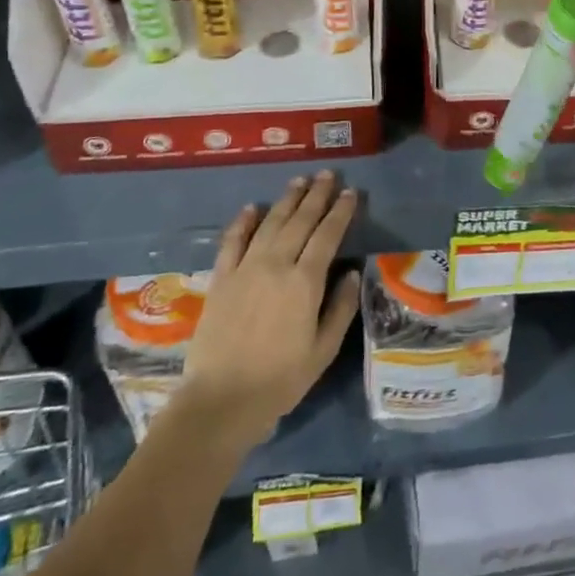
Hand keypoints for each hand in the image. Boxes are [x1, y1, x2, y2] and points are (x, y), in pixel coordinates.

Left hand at [178, 173, 360, 450]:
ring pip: (270, 223)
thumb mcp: (323, 349)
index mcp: (305, 282)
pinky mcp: (221, 279)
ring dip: (287, 199)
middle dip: (316, 195)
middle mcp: (276, 265)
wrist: (221, 400)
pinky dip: (243, 221)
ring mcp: (245, 269)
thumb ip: (341, 308)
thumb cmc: (280, 380)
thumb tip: (353, 273)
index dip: (341, 212)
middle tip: (328, 175)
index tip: (351, 193)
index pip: (327, 235)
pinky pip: (233, 241)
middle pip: (300, 220)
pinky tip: (252, 207)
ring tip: (300, 180)